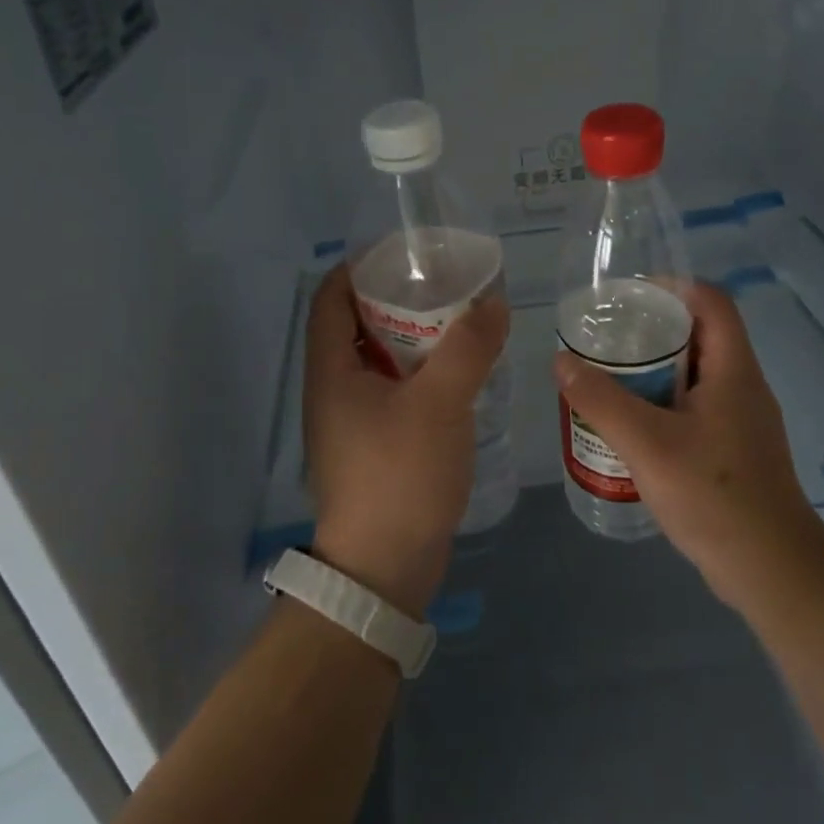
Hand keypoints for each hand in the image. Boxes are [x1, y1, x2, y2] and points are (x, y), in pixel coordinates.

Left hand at [303, 265, 508, 617]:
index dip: (359, 268)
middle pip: (356, 326)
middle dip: (395, 300)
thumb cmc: (400, 476)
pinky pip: (393, 393)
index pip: (330, 298)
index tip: (402, 254)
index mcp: (331, 370)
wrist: (384, 569)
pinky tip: (456, 377)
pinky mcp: (373, 447)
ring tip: (458, 324)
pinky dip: (419, 375)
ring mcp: (351, 422)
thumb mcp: (439, 403)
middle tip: (443, 286)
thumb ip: (468, 348)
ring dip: (412, 339)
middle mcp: (333, 390)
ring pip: (378, 362)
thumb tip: (493, 303)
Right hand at [552, 284, 823, 607]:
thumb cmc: (713, 495)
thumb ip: (601, 400)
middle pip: (701, 336)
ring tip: (610, 379)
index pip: (711, 302)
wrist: (770, 568)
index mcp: (734, 370)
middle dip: (653, 331)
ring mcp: (741, 421)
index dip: (673, 287)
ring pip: (696, 376)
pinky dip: (663, 405)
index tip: (628, 297)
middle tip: (607, 340)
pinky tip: (632, 428)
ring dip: (655, 372)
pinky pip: (696, 409)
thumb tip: (562, 360)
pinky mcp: (734, 450)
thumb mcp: (647, 444)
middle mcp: (743, 386)